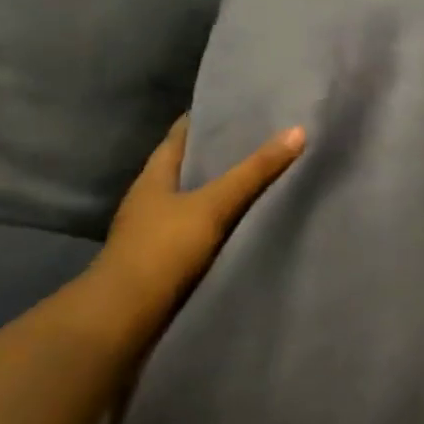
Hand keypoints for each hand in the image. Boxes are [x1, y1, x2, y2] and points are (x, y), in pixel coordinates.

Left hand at [87, 117, 304, 330]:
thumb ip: (254, 172)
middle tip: (265, 138)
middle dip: (222, 153)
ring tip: (264, 177)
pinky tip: (247, 220)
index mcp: (154, 176)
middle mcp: (152, 198)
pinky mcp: (168, 258)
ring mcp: (157, 230)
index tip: (240, 107)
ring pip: (196, 198)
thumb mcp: (213, 205)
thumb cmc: (163, 248)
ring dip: (223, 189)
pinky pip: (202, 228)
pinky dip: (222, 220)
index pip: (180, 135)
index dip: (207, 118)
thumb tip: (297, 131)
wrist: (126, 316)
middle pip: (189, 166)